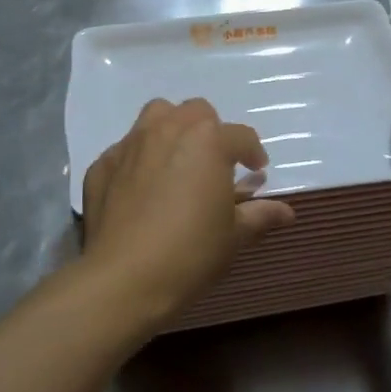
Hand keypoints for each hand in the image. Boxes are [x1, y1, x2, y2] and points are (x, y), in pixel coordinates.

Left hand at [79, 98, 294, 327]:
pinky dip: (137, 160)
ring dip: (172, 129)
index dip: (252, 153)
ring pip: (156, 116)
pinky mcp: (102, 164)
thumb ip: (260, 215)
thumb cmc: (191, 252)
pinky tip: (139, 188)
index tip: (256, 171)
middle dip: (210, 132)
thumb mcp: (234, 236)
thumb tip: (287, 212)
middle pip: (196, 112)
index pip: (241, 136)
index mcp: (208, 141)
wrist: (123, 279)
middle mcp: (169, 129)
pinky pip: (125, 150)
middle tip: (214, 163)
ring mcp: (131, 144)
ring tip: (176, 160)